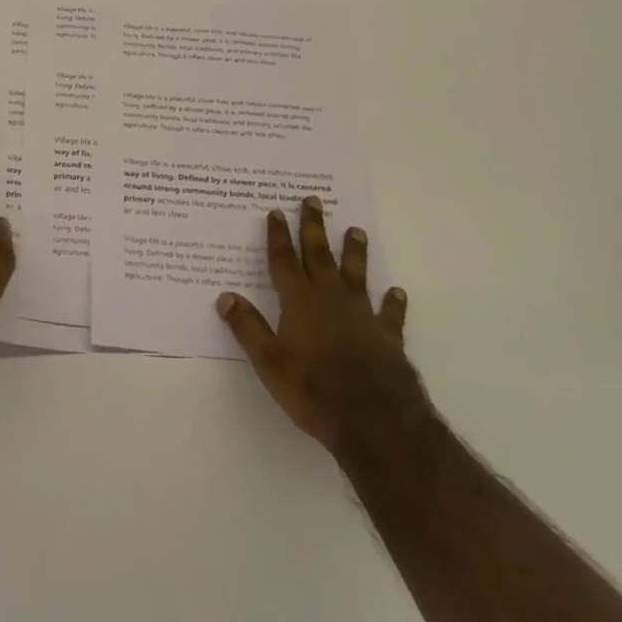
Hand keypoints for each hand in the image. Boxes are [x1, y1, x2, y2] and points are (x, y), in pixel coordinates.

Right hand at [216, 197, 423, 456]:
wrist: (377, 422)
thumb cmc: (314, 390)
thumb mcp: (269, 362)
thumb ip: (248, 328)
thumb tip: (225, 296)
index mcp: (299, 302)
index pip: (284, 261)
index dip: (278, 236)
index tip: (276, 211)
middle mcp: (331, 299)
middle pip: (319, 255)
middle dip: (313, 227)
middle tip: (313, 200)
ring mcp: (363, 316)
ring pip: (356, 274)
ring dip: (354, 252)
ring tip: (356, 230)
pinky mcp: (388, 337)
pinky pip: (389, 313)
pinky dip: (392, 302)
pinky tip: (397, 292)